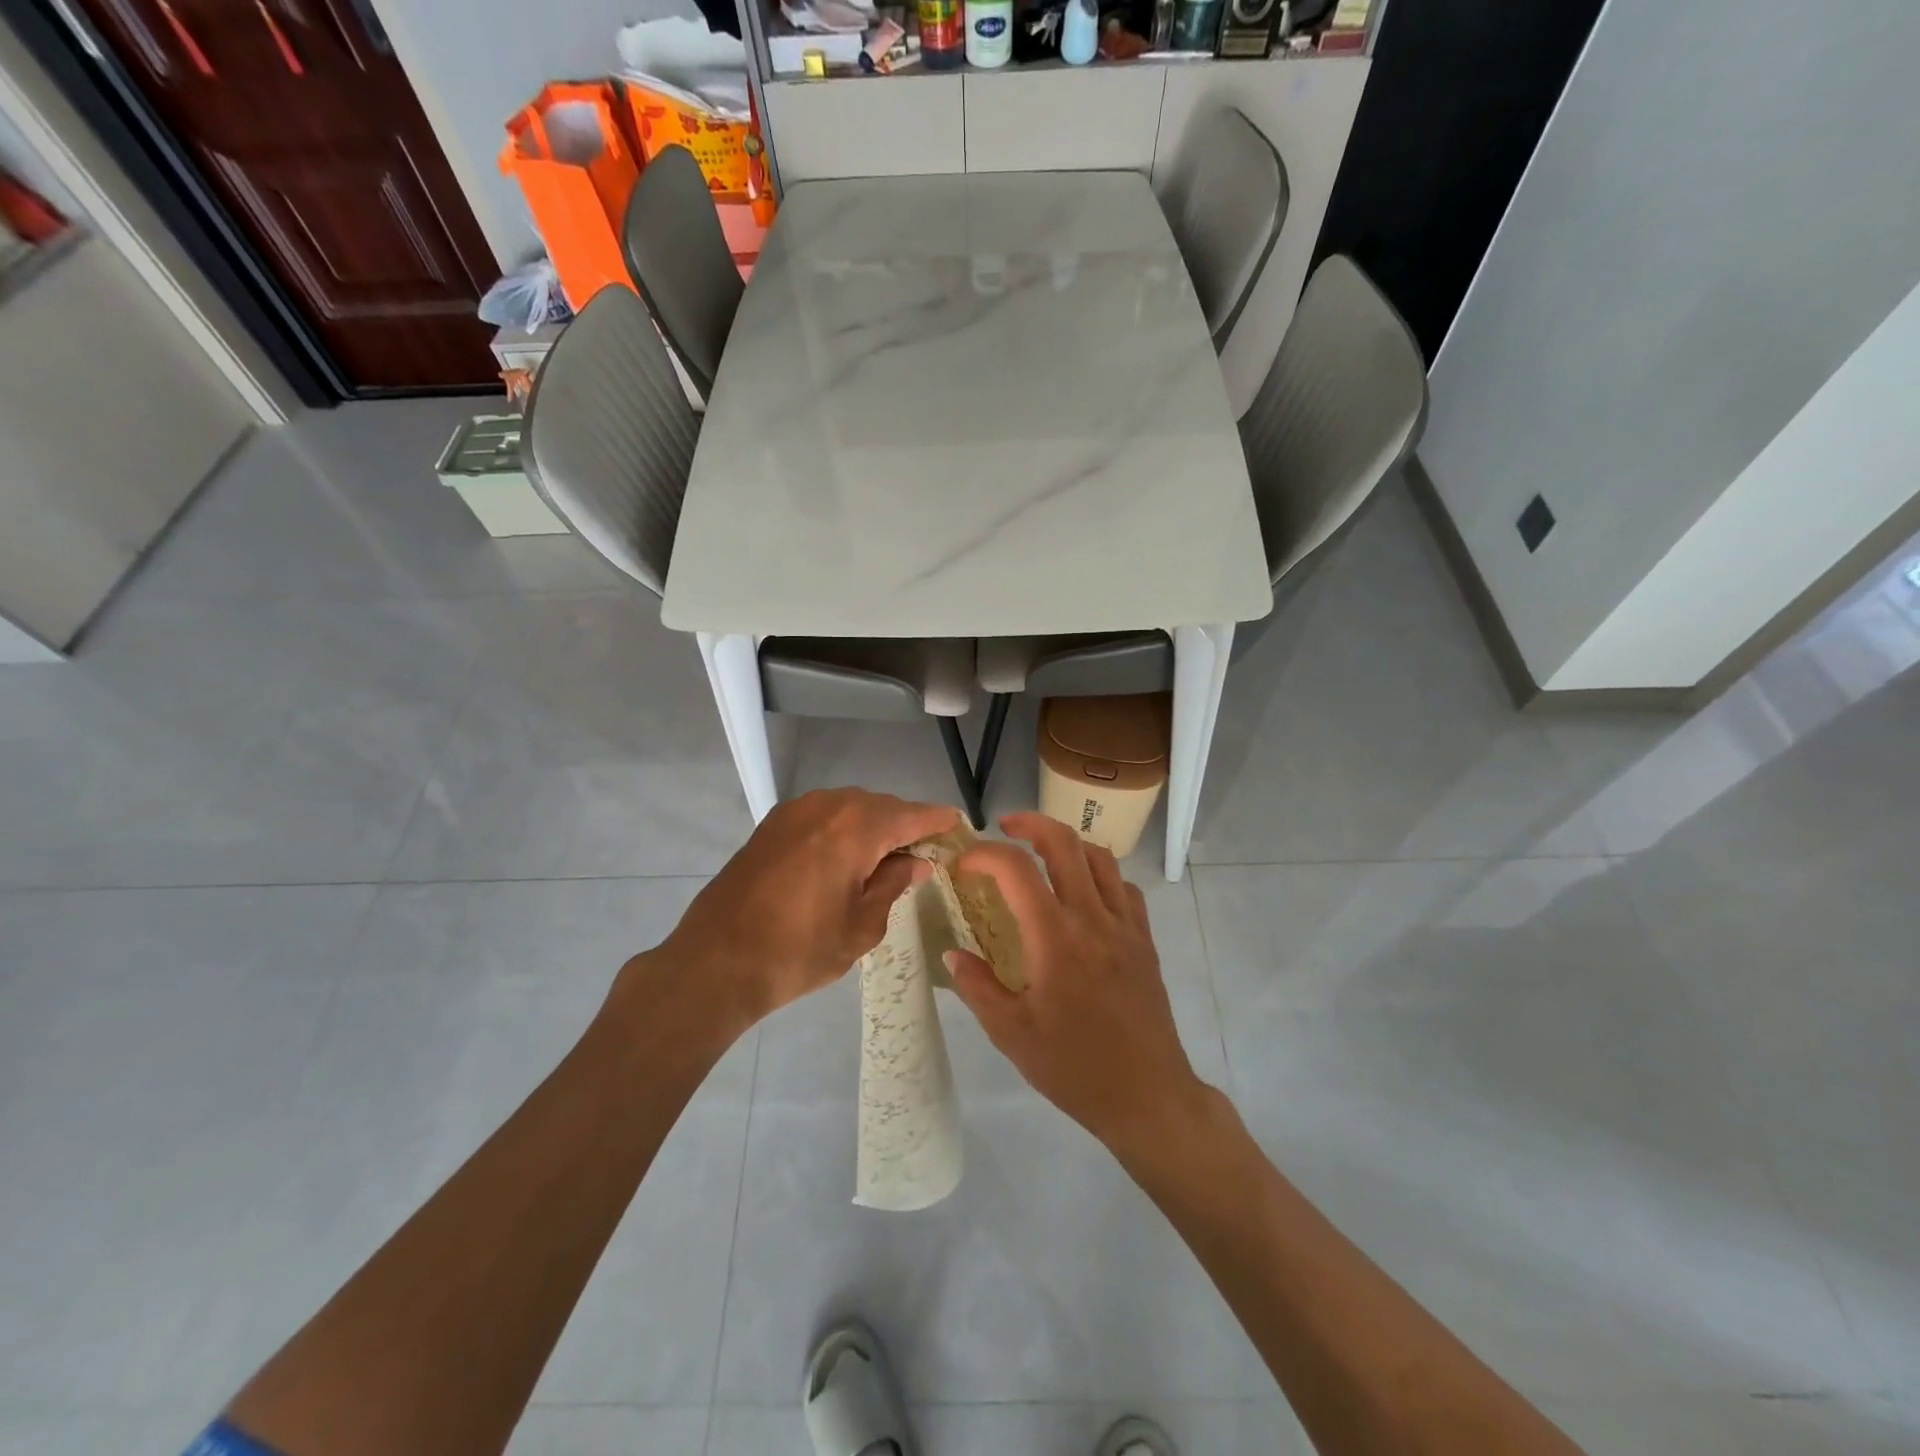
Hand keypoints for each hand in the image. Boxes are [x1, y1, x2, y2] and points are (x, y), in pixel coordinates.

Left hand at [653, 789, 959, 1029]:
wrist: (715, 963)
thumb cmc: (798, 952)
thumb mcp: (861, 928)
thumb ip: (892, 885)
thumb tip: (915, 862)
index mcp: (856, 828)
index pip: (911, 815)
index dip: (937, 820)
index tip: (958, 824)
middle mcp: (827, 806)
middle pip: (880, 806)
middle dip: (904, 825)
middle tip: (922, 852)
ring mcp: (794, 812)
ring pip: (849, 808)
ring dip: (872, 826)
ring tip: (885, 857)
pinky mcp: (771, 825)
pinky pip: (822, 816)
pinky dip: (842, 828)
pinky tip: (846, 856)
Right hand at [945, 812, 1209, 1151]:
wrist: (1148, 1096)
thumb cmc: (1074, 1068)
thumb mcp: (1011, 1033)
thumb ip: (977, 986)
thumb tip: (952, 952)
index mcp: (1055, 937)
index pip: (1016, 868)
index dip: (984, 854)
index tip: (962, 864)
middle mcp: (1092, 917)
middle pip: (1065, 842)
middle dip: (1031, 823)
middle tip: (1005, 828)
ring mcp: (1125, 925)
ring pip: (1100, 857)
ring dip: (1067, 843)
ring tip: (1042, 853)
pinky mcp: (1145, 940)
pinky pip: (1124, 888)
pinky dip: (1100, 874)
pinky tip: (1084, 894)